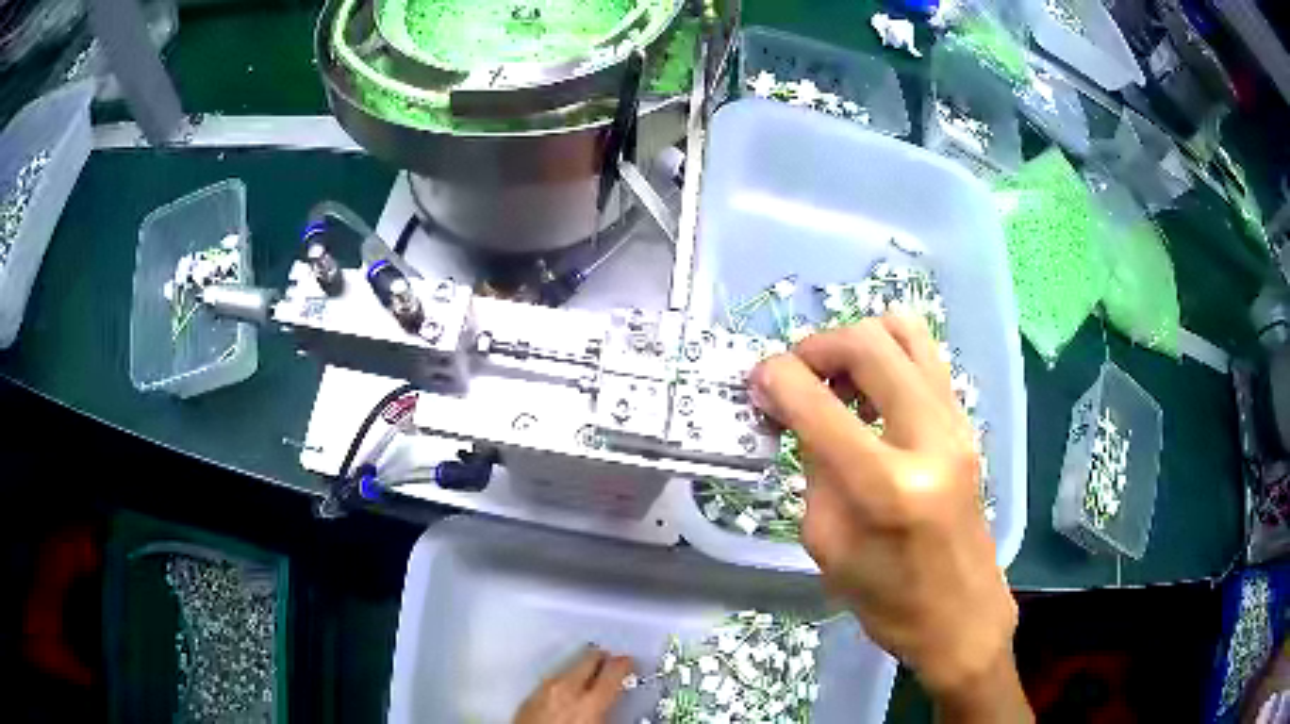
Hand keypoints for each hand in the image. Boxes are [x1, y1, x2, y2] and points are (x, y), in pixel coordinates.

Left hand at [514, 647, 633, 723]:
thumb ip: (612, 714)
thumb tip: (620, 710)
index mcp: (591, 703)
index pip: (614, 672)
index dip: (624, 665)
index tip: (629, 663)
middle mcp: (566, 690)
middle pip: (588, 660)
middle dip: (602, 659)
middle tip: (611, 661)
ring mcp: (544, 690)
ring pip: (567, 668)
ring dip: (580, 669)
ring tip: (589, 674)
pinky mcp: (528, 696)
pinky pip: (551, 680)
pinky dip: (562, 680)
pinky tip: (566, 689)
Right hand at [749, 316, 1029, 720]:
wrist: (960, 614)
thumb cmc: (887, 599)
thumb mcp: (827, 543)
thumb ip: (813, 467)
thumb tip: (798, 409)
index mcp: (887, 486)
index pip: (819, 403)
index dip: (776, 379)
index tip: (757, 383)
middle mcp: (930, 439)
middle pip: (868, 343)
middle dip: (816, 347)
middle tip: (793, 376)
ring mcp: (956, 424)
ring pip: (904, 330)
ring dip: (856, 343)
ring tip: (835, 380)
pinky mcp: (965, 423)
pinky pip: (923, 356)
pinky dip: (886, 356)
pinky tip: (868, 395)